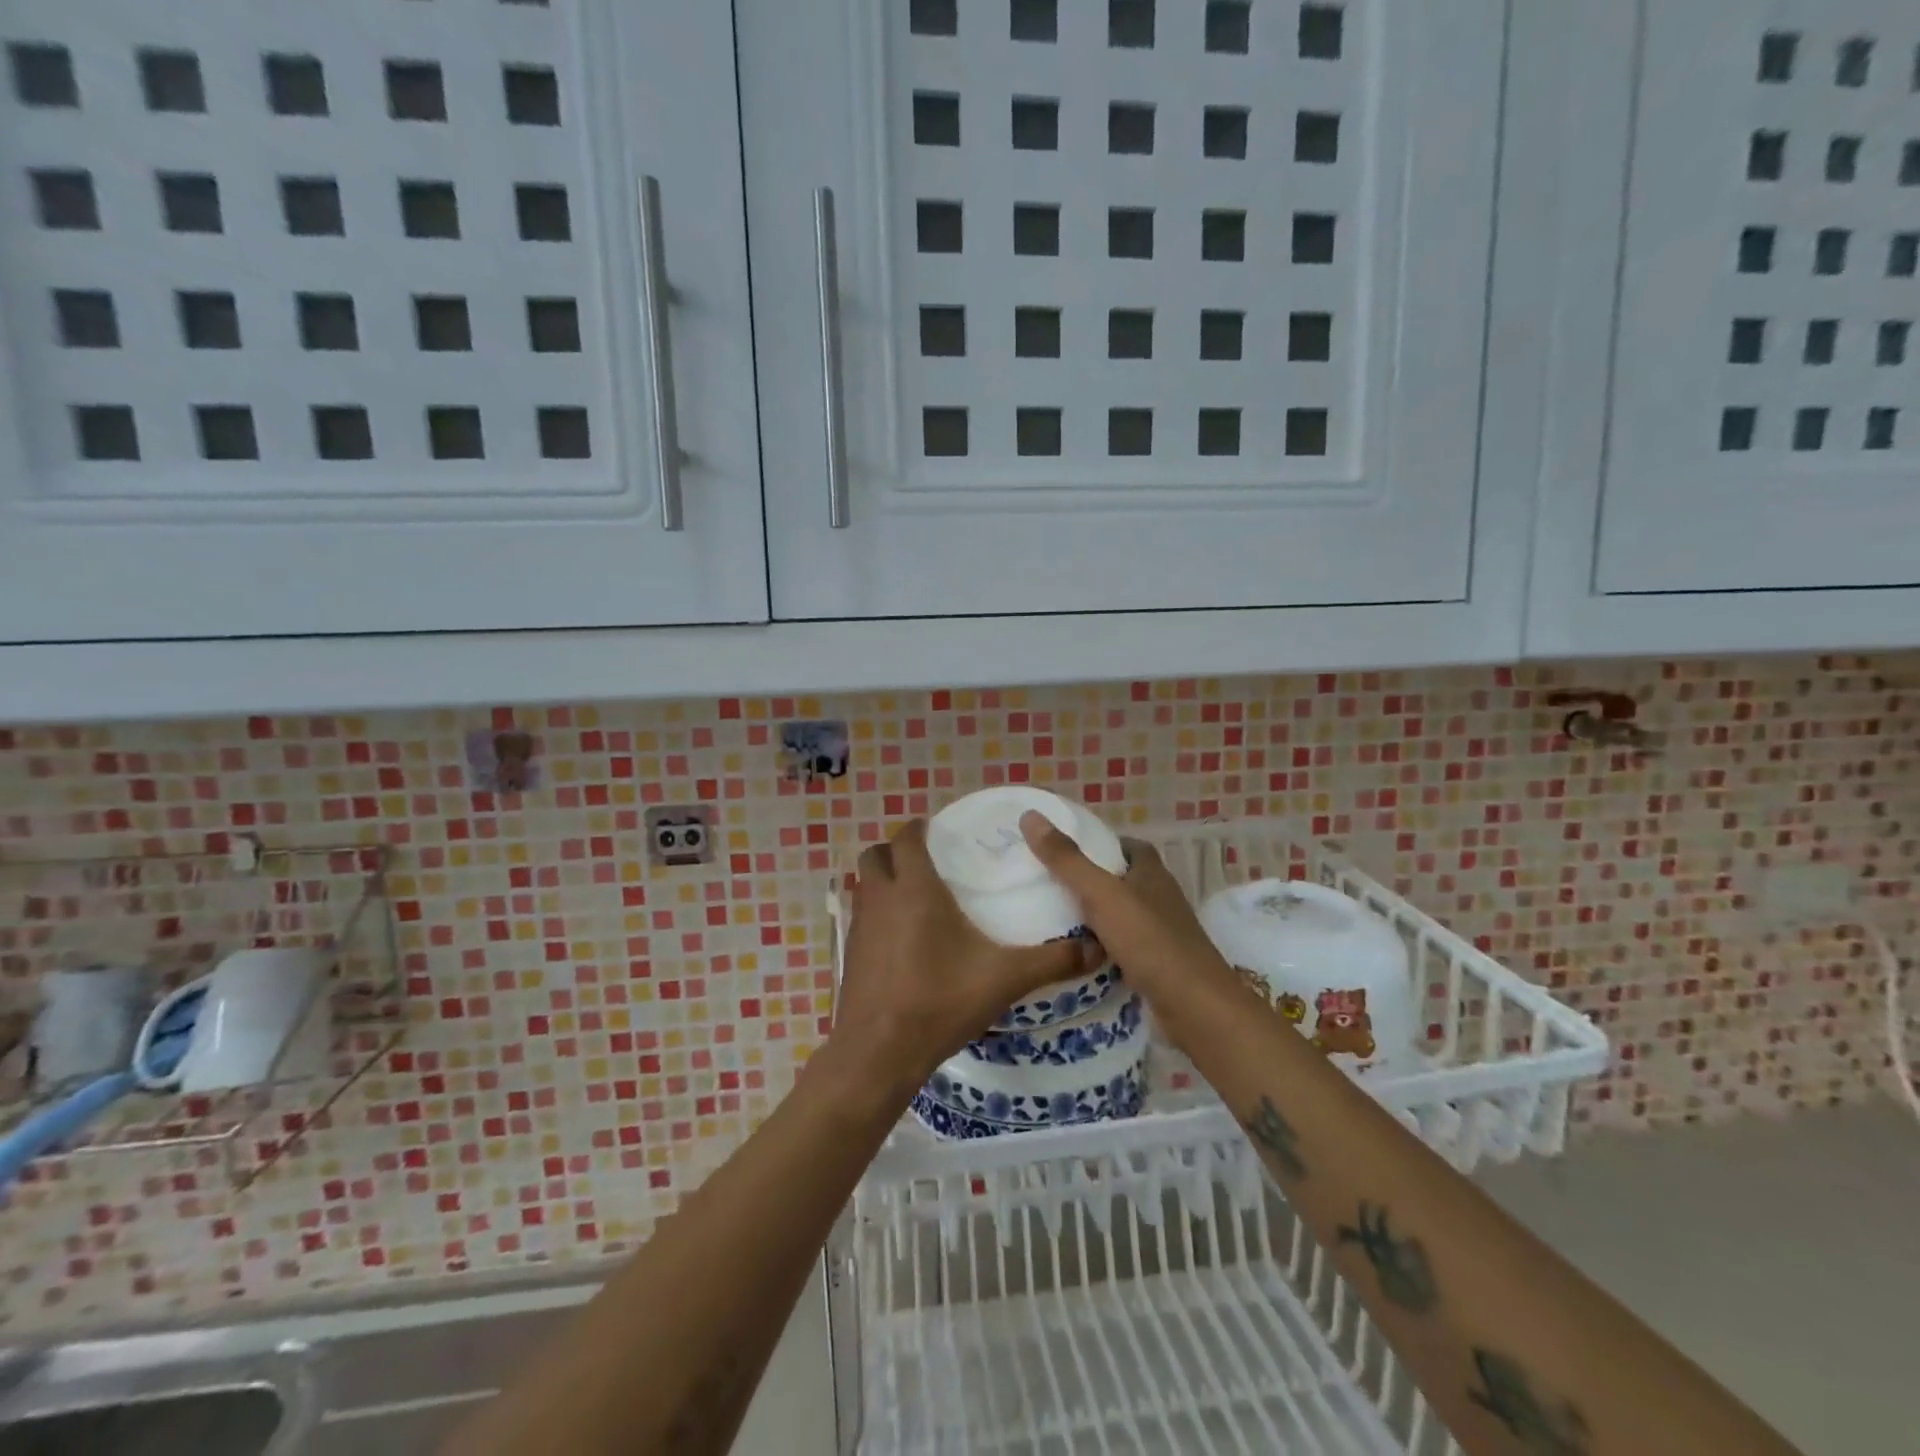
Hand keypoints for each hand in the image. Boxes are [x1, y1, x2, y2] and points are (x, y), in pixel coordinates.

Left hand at [834, 819, 1088, 1089]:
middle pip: (876, 853)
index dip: (920, 829)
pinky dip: (876, 913)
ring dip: (883, 879)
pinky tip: (901, 938)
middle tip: (928, 862)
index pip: (907, 838)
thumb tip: (1098, 948)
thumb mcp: (1005, 979)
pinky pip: (860, 915)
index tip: (941, 833)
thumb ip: (1052, 961)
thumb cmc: (940, 1001)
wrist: (880, 1051)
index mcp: (915, 889)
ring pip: (864, 883)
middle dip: (896, 850)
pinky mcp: (849, 952)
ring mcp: (859, 925)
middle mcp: (881, 897)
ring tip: (915, 895)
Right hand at [1018, 811, 1234, 997]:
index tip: (1065, 848)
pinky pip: (1122, 947)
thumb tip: (1030, 816)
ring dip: (1094, 915)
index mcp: (1152, 873)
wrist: (1194, 1007)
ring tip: (1051, 916)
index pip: (1128, 846)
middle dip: (1091, 879)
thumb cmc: (1149, 940)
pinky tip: (1074, 954)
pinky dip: (1100, 947)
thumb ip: (1066, 859)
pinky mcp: (1157, 965)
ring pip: (1121, 915)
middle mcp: (1160, 898)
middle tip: (1048, 882)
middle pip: (1122, 880)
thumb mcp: (1101, 894)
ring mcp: (1161, 933)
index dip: (1101, 843)